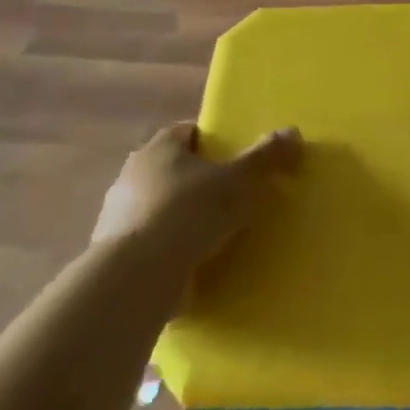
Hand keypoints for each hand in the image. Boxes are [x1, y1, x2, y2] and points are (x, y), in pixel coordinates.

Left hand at [94, 121, 300, 267]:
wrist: (137, 277)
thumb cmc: (189, 213)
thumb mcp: (239, 181)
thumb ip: (265, 157)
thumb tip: (293, 132)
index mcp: (159, 148)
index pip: (188, 132)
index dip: (213, 141)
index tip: (237, 157)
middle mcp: (133, 175)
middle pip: (173, 169)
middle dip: (200, 180)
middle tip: (233, 195)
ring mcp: (120, 216)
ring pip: (161, 206)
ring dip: (185, 217)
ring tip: (218, 234)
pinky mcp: (117, 254)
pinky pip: (153, 242)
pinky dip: (171, 248)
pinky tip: (195, 262)